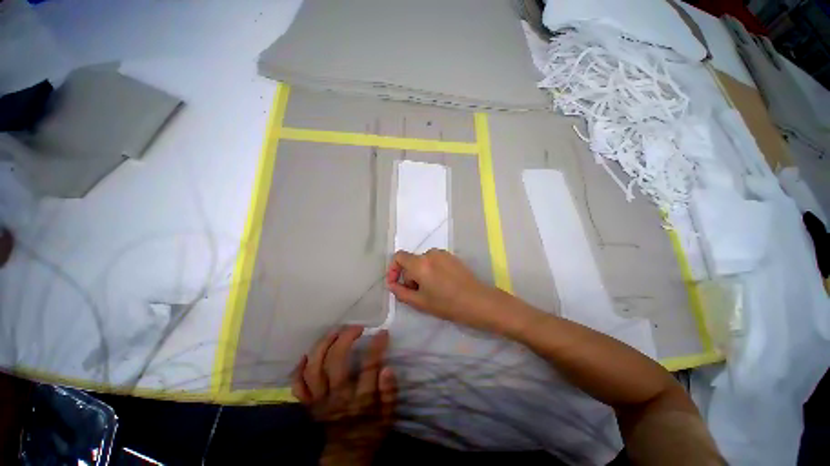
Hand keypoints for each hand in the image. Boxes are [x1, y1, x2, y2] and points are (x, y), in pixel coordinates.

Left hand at [293, 326, 395, 465]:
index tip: (381, 332)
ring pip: (314, 368)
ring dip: (323, 345)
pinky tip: (308, 354)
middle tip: (356, 328)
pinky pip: (298, 385)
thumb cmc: (371, 431)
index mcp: (360, 400)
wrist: (347, 456)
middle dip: (345, 338)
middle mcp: (337, 397)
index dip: (376, 346)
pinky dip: (299, 368)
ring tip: (335, 332)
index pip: (369, 367)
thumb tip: (387, 368)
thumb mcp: (388, 415)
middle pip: (335, 362)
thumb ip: (389, 392)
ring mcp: (319, 400)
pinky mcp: (309, 404)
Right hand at [386, 249, 509, 331]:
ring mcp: (442, 253)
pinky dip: (431, 270)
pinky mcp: (451, 256)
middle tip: (418, 293)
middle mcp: (430, 253)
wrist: (477, 301)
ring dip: (421, 273)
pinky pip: (434, 261)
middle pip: (411, 261)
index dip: (393, 269)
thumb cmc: (447, 304)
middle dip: (409, 276)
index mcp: (420, 263)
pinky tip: (442, 284)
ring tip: (431, 290)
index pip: (398, 256)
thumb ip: (400, 292)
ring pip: (423, 261)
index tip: (396, 283)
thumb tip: (392, 284)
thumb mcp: (419, 302)